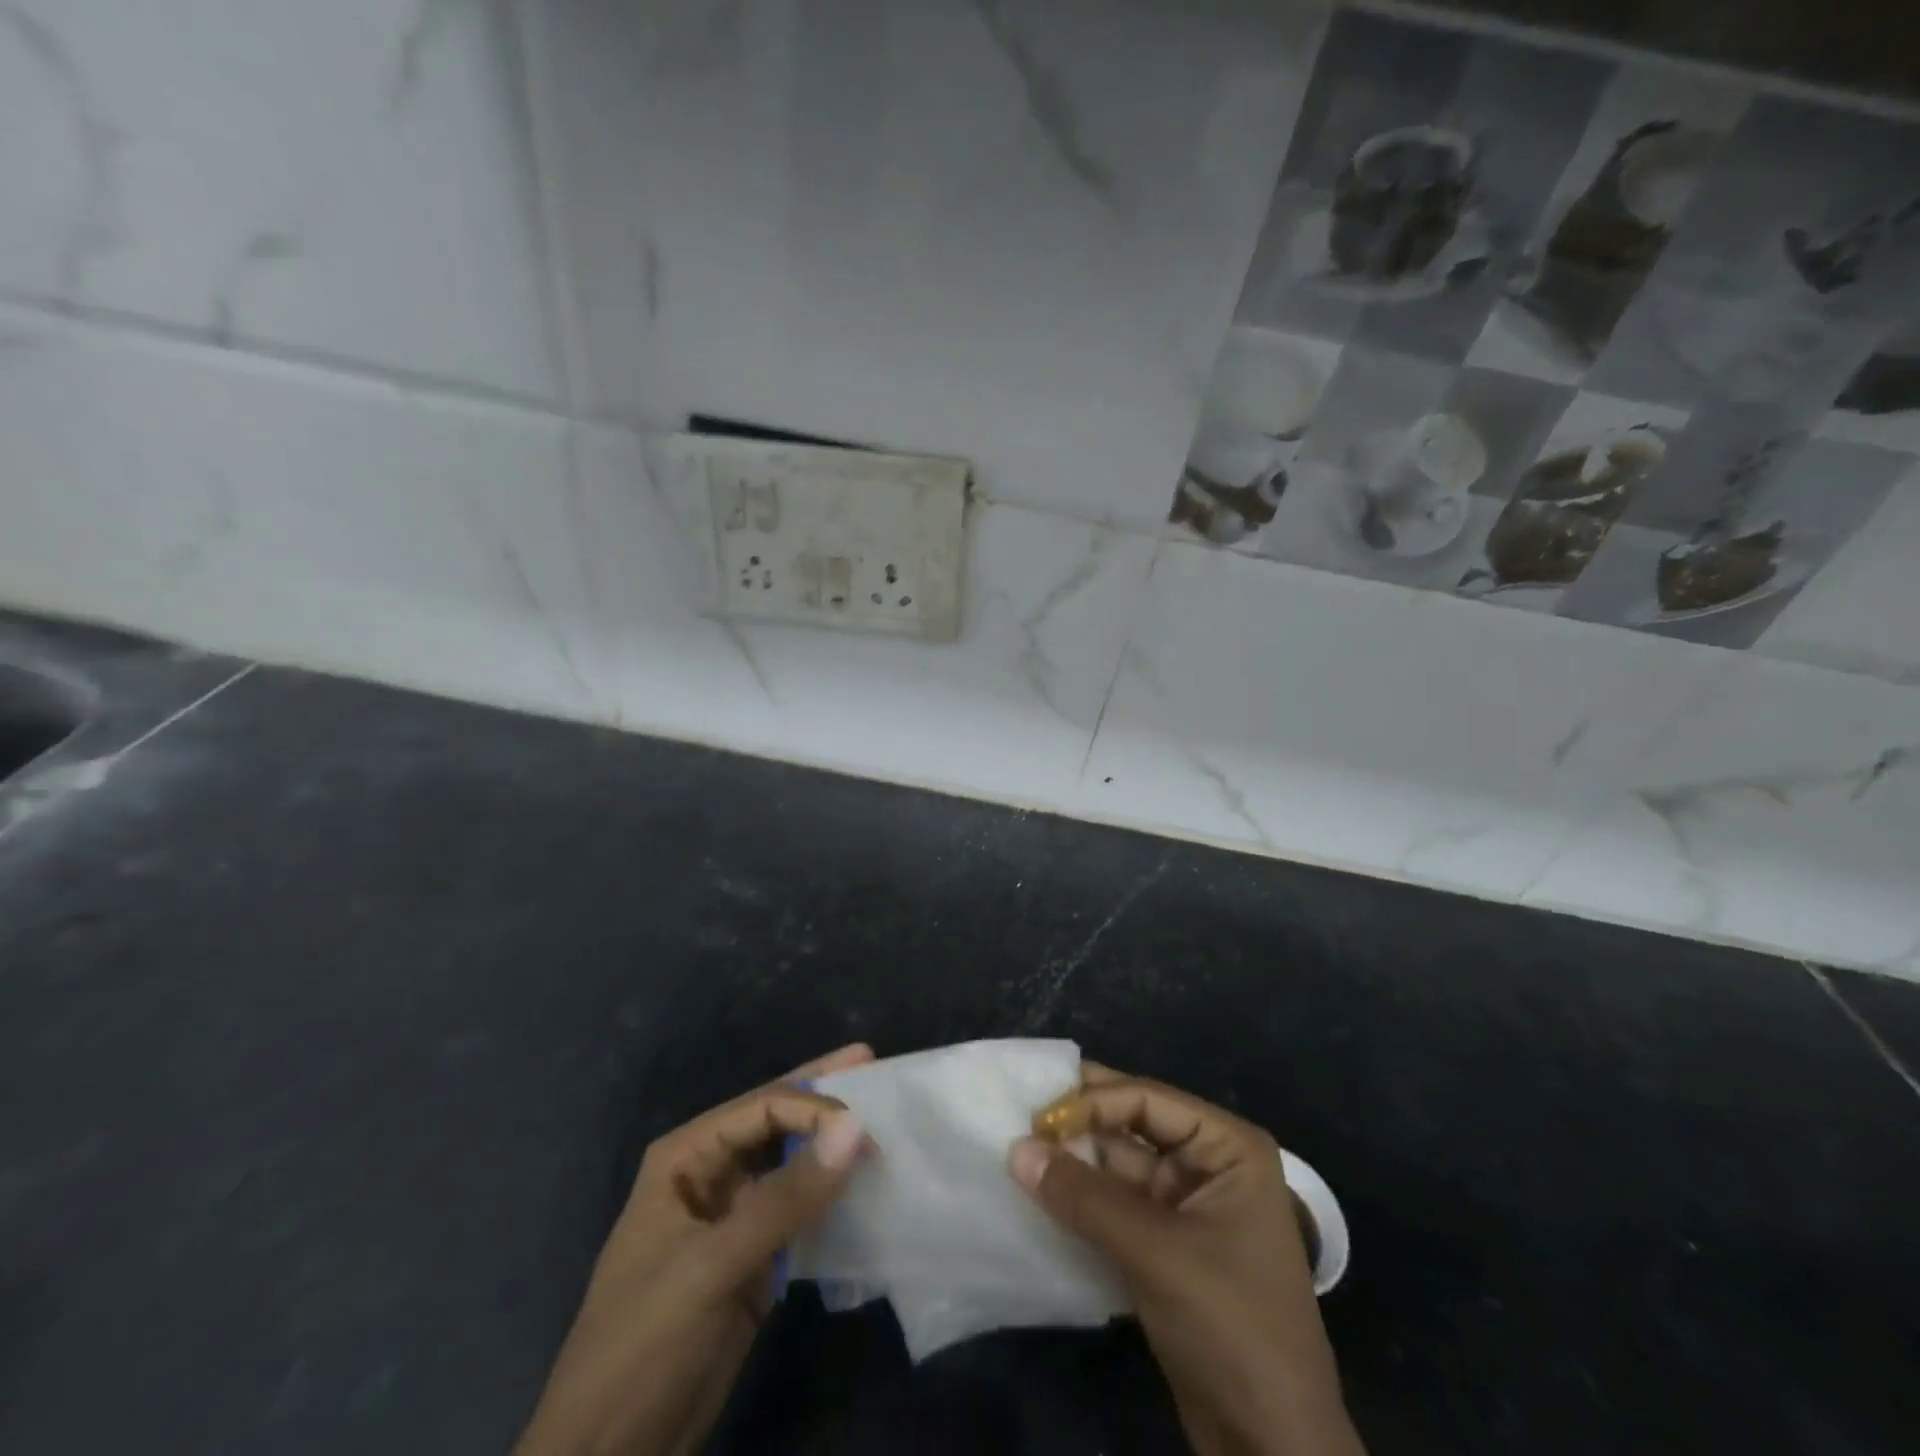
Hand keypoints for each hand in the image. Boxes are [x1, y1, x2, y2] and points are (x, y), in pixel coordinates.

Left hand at [517, 1044, 874, 1455]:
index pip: (762, 1107)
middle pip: (777, 1121)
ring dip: (832, 1148)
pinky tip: (865, 1188)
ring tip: (882, 1125)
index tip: (866, 1127)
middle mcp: (711, 1174)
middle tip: (872, 1063)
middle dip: (823, 1098)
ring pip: (792, 1165)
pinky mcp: (753, 1259)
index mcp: (687, 1157)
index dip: (814, 1106)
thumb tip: (855, 1128)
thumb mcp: (713, 1266)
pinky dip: (831, 1199)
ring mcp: (734, 1217)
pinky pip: (800, 1213)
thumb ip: (786, 1197)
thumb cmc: (645, 1343)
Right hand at [1010, 1065, 1363, 1455]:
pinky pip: (1115, 1206)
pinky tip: (1039, 1195)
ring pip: (1118, 1167)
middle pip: (1132, 1125)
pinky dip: (1080, 1201)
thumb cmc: (1232, 1328)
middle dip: (1078, 1125)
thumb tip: (1016, 1149)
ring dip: (1073, 1164)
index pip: (1147, 1098)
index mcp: (1227, 1147)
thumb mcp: (1157, 1254)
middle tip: (1018, 1117)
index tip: (1035, 1118)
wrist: (1273, 1451)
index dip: (1090, 1101)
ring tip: (1017, 1155)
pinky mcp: (1166, 1246)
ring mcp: (1187, 1206)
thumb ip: (1084, 1198)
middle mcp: (1209, 1164)